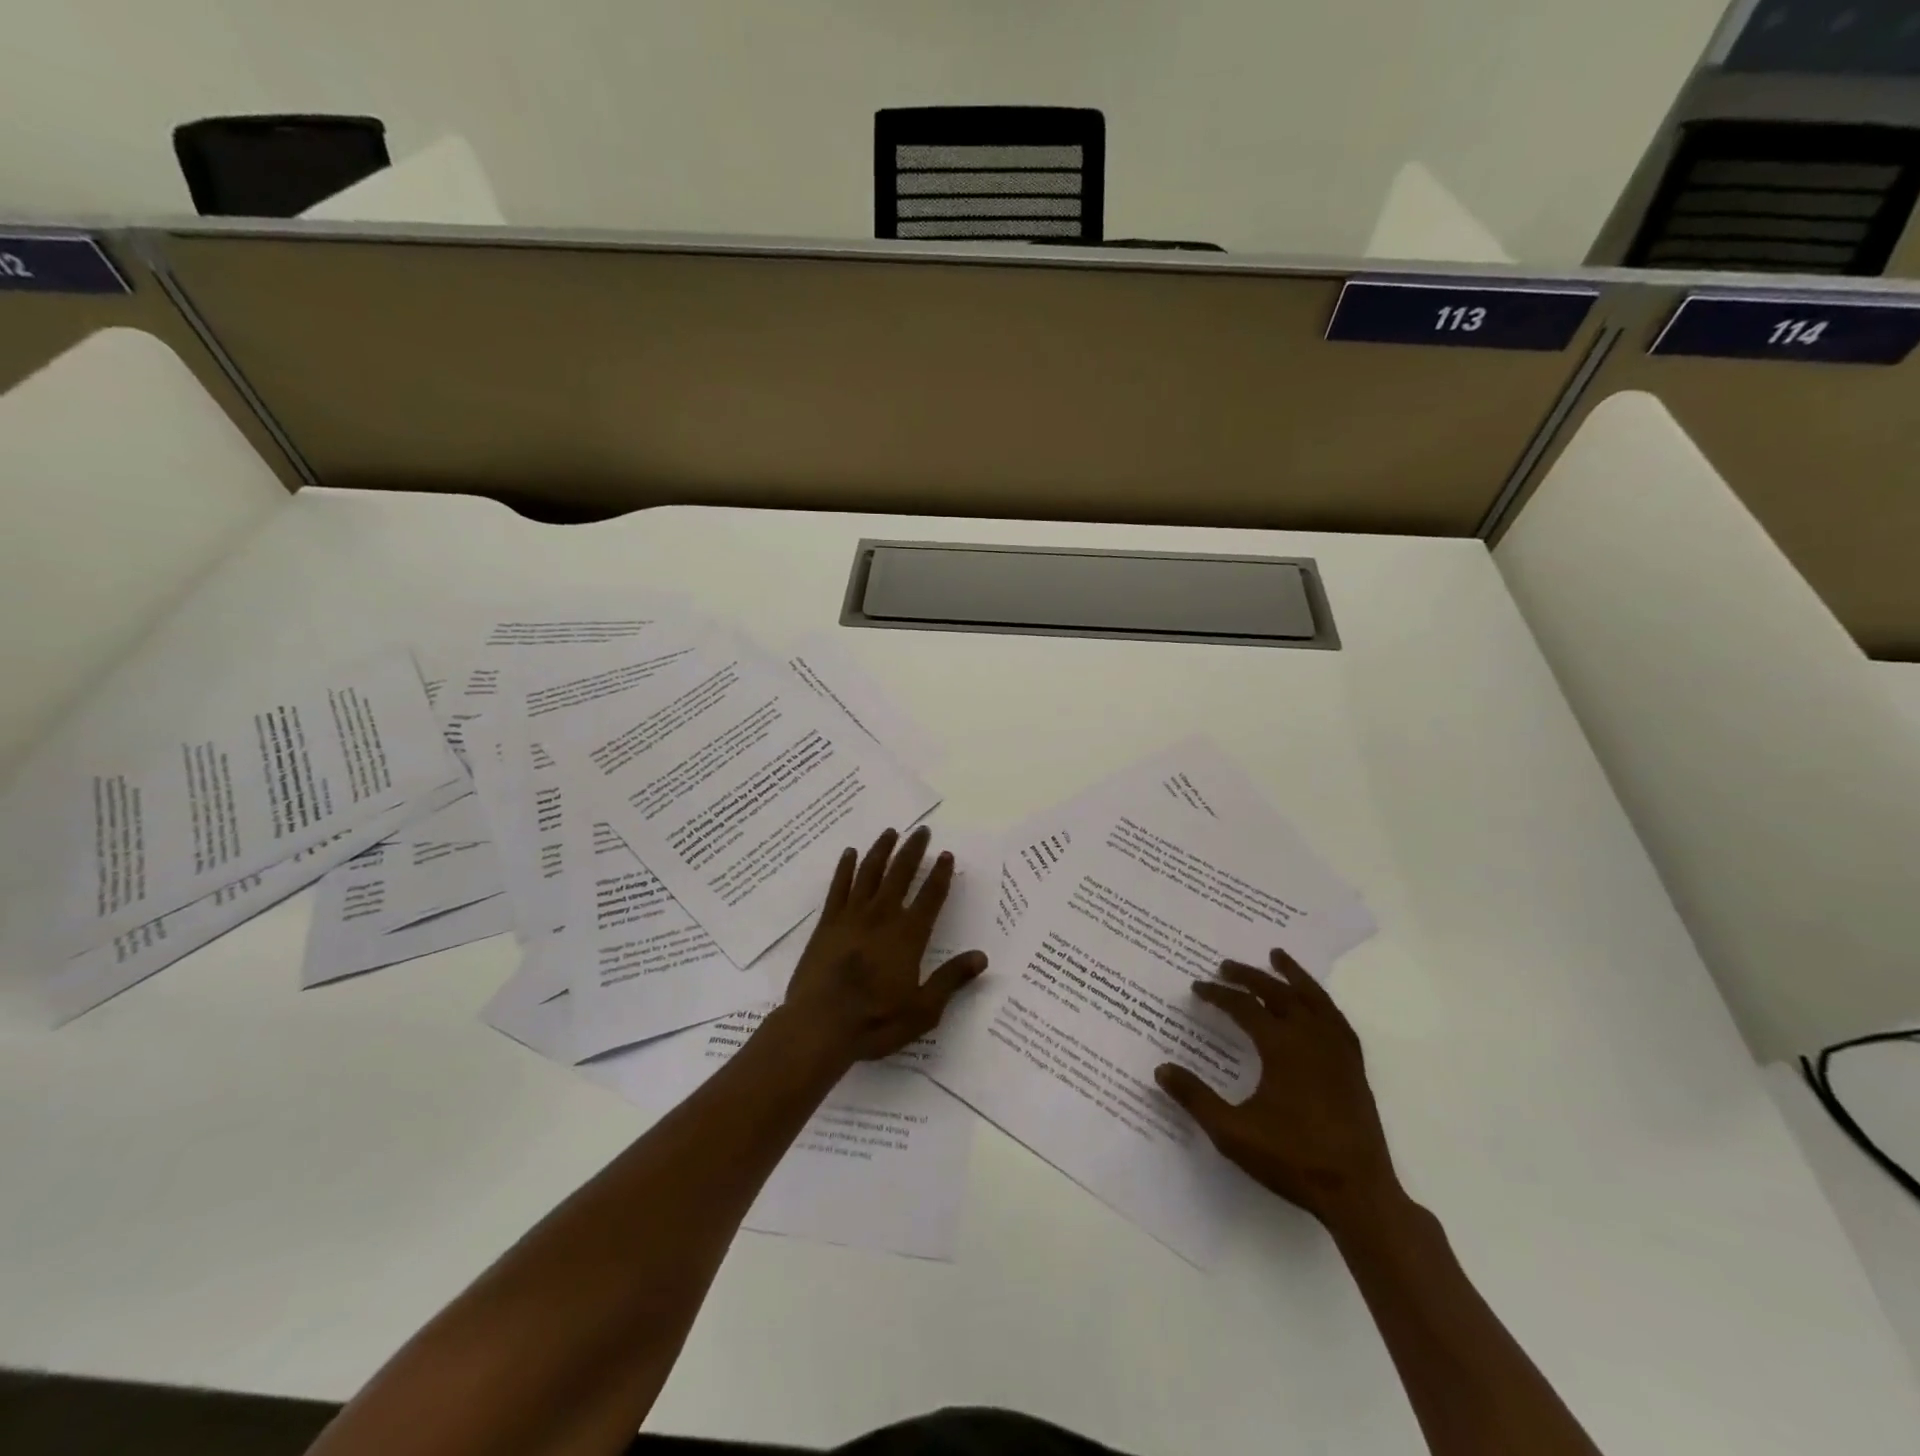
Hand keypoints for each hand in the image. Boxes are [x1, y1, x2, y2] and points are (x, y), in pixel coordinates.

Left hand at [781, 825, 988, 1062]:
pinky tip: (850, 853)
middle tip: (922, 831)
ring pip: (870, 873)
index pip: (930, 897)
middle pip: (900, 874)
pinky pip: (838, 887)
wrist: (819, 1026)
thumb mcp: (923, 1010)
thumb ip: (951, 979)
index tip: (947, 854)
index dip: (941, 874)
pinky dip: (845, 868)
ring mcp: (852, 917)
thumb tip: (981, 957)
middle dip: (913, 851)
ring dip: (882, 850)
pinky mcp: (827, 924)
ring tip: (890, 832)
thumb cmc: (875, 1021)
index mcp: (909, 936)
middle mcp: (882, 917)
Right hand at [1155, 949, 1396, 1227]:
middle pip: (1278, 993)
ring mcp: (1338, 1052)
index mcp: (1282, 1047)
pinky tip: (1315, 1004)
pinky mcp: (1354, 1068)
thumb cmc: (1293, 1160)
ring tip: (1277, 956)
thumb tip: (1161, 1069)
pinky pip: (1336, 1019)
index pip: (1244, 1007)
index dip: (1218, 994)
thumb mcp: (1233, 1133)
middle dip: (1249, 976)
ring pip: (1314, 998)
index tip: (1197, 988)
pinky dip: (1321, 1002)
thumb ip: (1196, 1098)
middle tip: (1225, 965)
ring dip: (1292, 975)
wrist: (1358, 1195)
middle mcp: (1311, 1039)